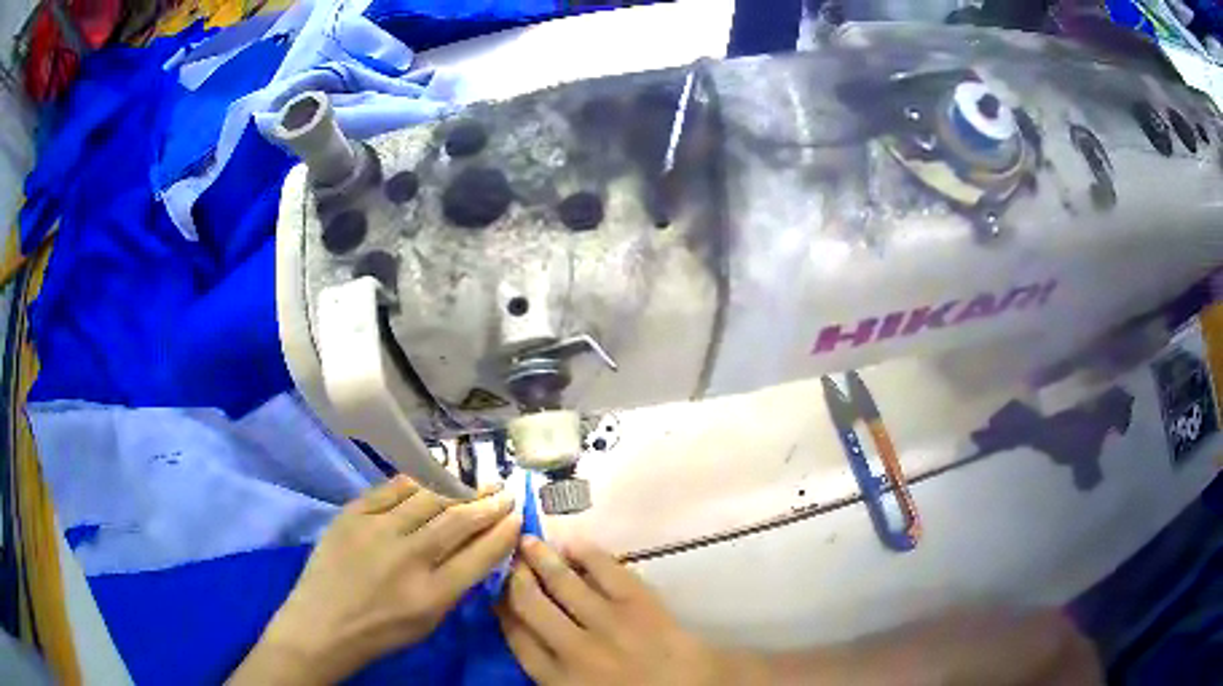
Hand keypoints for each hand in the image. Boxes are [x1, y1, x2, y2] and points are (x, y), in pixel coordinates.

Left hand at [232, 476, 520, 684]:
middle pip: (458, 521)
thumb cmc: (381, 632)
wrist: (322, 623)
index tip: (517, 516)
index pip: (481, 555)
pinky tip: (433, 476)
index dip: (503, 532)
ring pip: (428, 498)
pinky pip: (393, 489)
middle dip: (488, 504)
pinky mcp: (353, 514)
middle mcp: (409, 558)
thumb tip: (478, 548)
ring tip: (476, 482)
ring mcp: (377, 531)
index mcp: (432, 594)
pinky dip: (417, 481)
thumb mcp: (429, 621)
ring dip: (458, 489)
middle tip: (505, 491)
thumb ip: (455, 585)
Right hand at [497, 536, 751, 685]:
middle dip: (514, 577)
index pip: (516, 636)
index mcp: (558, 678)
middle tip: (508, 558)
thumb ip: (548, 668)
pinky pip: (605, 569)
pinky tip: (572, 543)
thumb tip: (521, 630)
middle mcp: (574, 648)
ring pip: (561, 582)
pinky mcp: (639, 602)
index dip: (502, 609)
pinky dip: (585, 552)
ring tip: (528, 541)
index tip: (495, 592)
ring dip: (541, 557)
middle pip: (530, 603)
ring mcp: (608, 622)